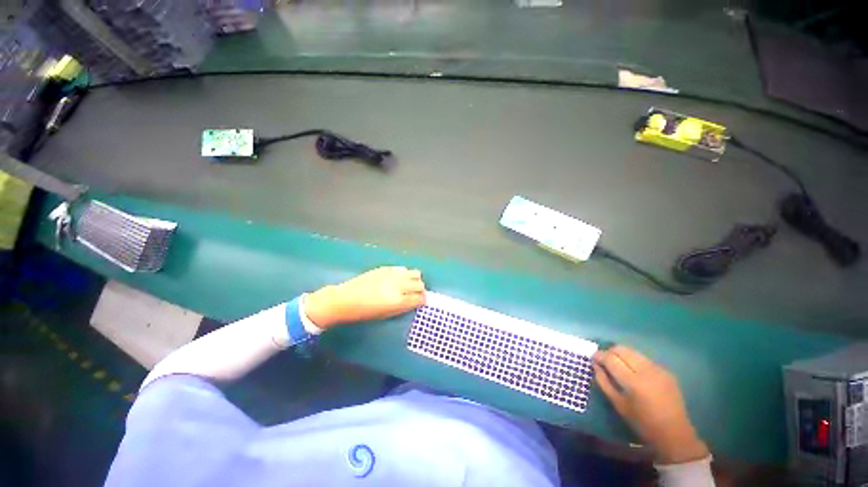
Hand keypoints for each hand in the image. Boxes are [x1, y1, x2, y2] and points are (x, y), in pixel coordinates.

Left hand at [304, 267, 425, 328]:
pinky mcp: (386, 268)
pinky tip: (398, 279)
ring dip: (415, 279)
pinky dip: (404, 274)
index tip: (422, 301)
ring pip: (415, 273)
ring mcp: (393, 274)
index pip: (420, 298)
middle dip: (421, 290)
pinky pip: (402, 269)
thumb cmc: (365, 312)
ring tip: (409, 285)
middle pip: (420, 284)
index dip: (423, 300)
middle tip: (416, 294)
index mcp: (398, 300)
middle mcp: (399, 285)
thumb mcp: (386, 314)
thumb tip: (415, 302)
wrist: (346, 299)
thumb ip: (404, 307)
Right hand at [593, 345, 708, 464]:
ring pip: (633, 351)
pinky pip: (644, 359)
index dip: (599, 355)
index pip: (611, 358)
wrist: (674, 434)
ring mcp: (659, 369)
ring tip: (617, 364)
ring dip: (621, 354)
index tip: (593, 358)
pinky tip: (634, 372)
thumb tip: (595, 364)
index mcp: (634, 382)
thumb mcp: (617, 404)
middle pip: (622, 349)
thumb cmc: (642, 422)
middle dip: (609, 351)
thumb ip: (603, 381)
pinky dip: (633, 360)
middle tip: (604, 360)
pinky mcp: (666, 370)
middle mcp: (647, 371)